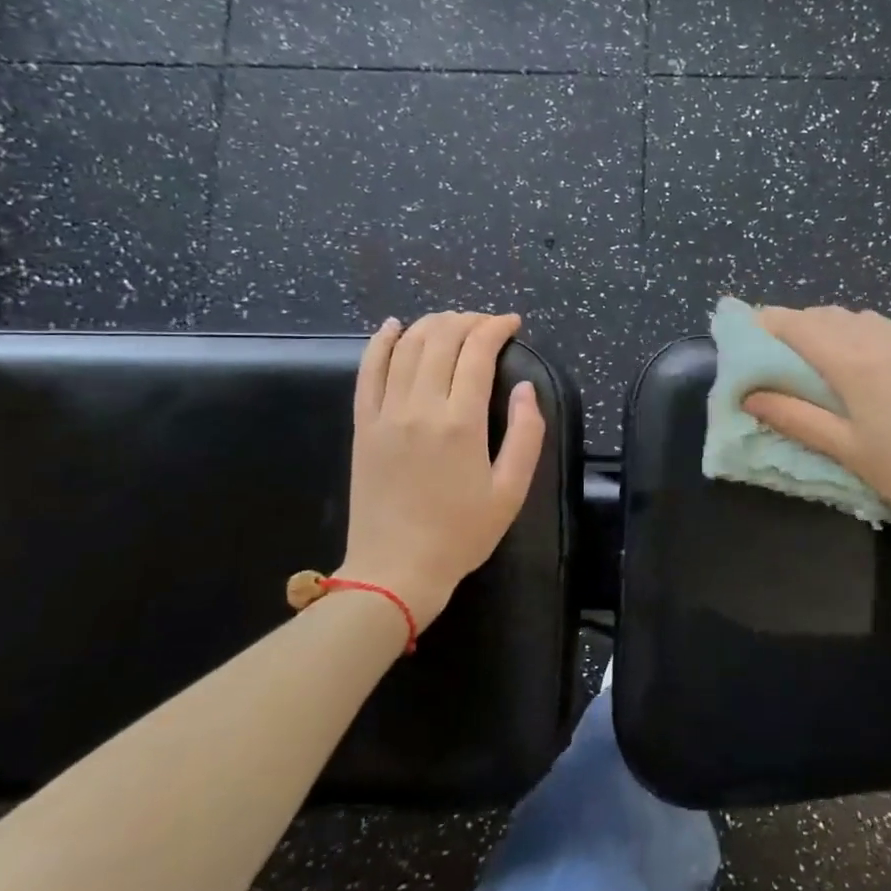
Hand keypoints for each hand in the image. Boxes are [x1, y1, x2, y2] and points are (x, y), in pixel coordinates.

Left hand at [335, 311, 544, 629]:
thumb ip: (526, 435)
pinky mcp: (363, 425)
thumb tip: (525, 389)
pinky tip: (393, 326)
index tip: (512, 324)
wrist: (396, 569)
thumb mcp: (511, 491)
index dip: (496, 328)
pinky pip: (368, 371)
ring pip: (406, 347)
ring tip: (452, 322)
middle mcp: (420, 407)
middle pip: (440, 339)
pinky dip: (380, 342)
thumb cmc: (461, 534)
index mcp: (461, 423)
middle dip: (467, 320)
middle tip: (487, 324)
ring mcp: (385, 413)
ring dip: (431, 324)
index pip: (477, 352)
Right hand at [743, 305, 890, 525]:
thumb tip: (750, 396)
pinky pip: (890, 325)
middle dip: (798, 324)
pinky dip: (867, 331)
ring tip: (821, 351)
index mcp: (853, 362)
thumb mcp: (844, 448)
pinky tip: (870, 354)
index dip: (770, 322)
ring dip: (833, 325)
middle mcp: (881, 338)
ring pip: (860, 317)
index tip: (750, 329)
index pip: (799, 326)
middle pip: (827, 315)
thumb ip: (794, 417)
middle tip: (780, 347)